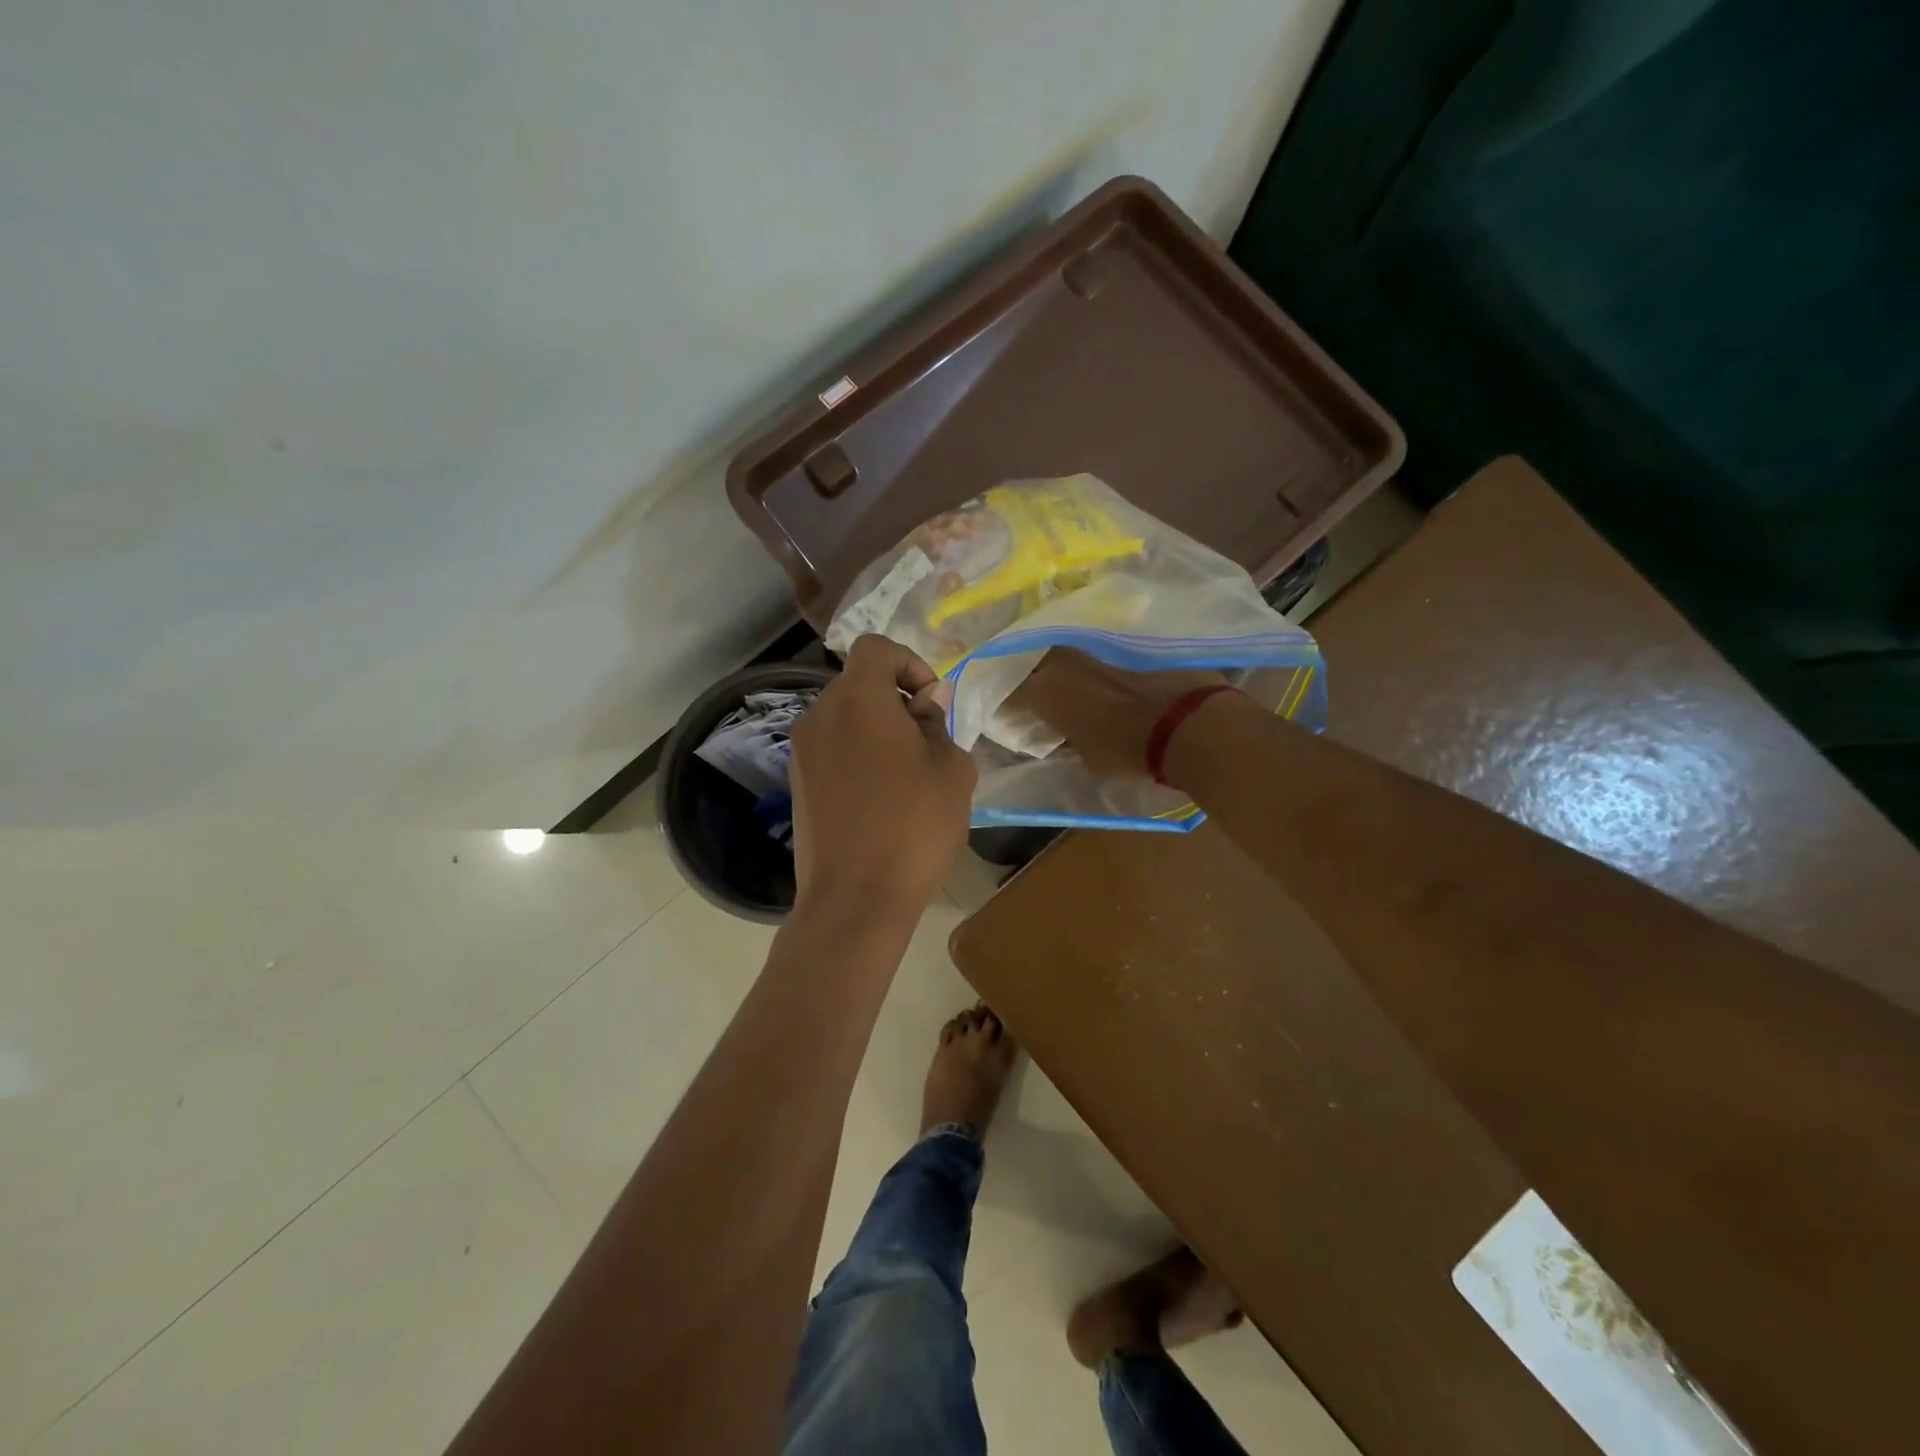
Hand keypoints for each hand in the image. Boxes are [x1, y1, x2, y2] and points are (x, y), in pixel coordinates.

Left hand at [789, 635, 977, 912]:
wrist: (856, 898)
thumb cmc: (914, 827)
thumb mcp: (952, 770)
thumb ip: (939, 724)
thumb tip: (926, 703)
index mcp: (858, 699)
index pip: (875, 648)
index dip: (909, 663)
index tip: (932, 702)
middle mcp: (820, 715)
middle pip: (858, 683)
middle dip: (896, 699)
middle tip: (927, 742)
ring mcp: (802, 751)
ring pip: (845, 717)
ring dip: (877, 729)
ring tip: (907, 775)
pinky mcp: (796, 783)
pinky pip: (832, 748)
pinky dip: (857, 754)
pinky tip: (881, 796)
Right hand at [1012, 649, 1229, 782]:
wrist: (1188, 724)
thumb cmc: (1129, 751)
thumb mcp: (1089, 759)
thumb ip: (1068, 743)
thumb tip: (1063, 739)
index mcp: (1046, 692)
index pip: (1012, 693)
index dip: (1006, 704)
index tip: (1006, 714)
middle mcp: (1064, 663)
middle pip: (1034, 662)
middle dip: (1029, 674)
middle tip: (1032, 691)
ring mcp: (1096, 649)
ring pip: (1066, 653)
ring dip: (1060, 666)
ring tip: (1064, 682)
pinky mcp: (1127, 645)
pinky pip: (1099, 652)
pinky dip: (1095, 665)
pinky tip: (1101, 678)